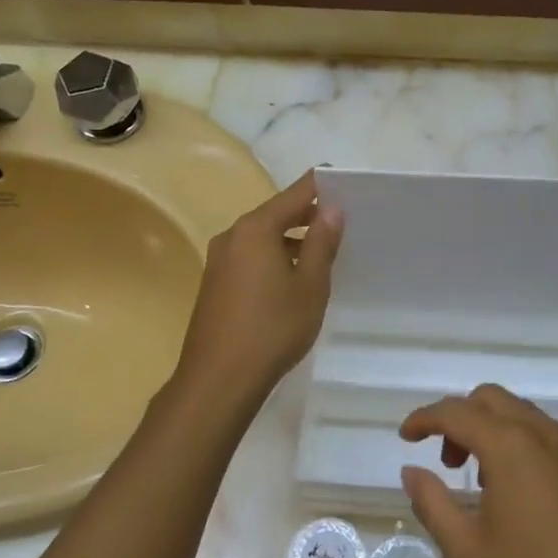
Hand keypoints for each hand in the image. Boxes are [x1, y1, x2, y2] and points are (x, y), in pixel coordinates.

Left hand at [172, 170, 342, 405]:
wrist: (219, 379)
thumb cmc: (273, 328)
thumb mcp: (310, 285)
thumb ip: (322, 243)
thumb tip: (331, 209)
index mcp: (255, 229)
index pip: (294, 194)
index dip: (320, 185)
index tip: (342, 179)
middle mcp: (232, 236)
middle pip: (275, 215)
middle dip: (306, 216)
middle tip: (340, 221)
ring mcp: (218, 261)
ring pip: (261, 239)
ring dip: (290, 241)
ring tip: (321, 255)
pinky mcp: (214, 285)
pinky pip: (249, 259)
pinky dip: (272, 259)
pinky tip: (290, 281)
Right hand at [399, 385, 557, 557]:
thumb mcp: (468, 552)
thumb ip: (432, 504)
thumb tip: (411, 471)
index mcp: (509, 445)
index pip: (455, 412)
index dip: (424, 418)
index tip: (405, 437)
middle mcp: (542, 434)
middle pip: (490, 399)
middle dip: (459, 419)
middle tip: (447, 462)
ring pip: (521, 414)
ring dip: (491, 430)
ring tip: (481, 482)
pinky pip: (546, 436)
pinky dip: (519, 444)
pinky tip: (520, 494)